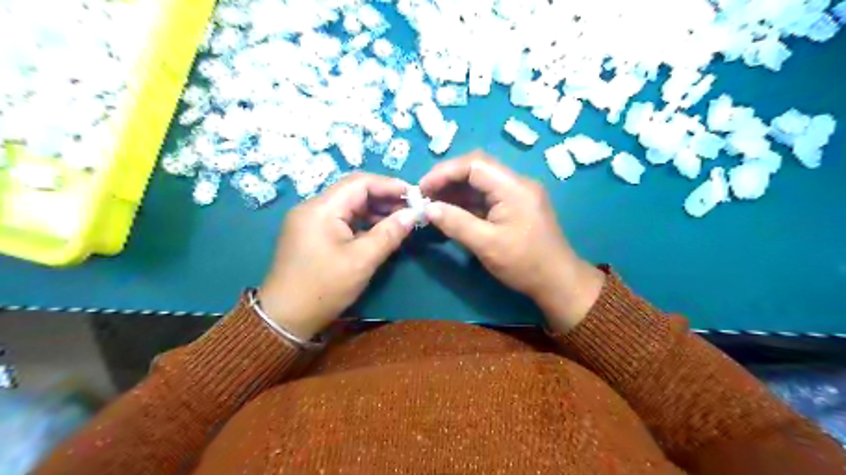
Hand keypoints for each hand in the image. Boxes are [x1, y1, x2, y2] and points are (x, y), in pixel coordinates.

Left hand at [257, 172, 414, 338]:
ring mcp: (310, 220)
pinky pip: (341, 219)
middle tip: (411, 209)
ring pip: (348, 205)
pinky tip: (380, 230)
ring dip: (375, 210)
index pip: (359, 183)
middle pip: (353, 191)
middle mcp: (313, 207)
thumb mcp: (362, 261)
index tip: (414, 194)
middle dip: (384, 197)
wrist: (284, 318)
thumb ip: (389, 233)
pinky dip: (362, 222)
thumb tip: (413, 214)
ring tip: (401, 220)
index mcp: (321, 208)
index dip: (389, 185)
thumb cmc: (324, 288)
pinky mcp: (311, 233)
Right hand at [419, 150, 605, 329]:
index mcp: (513, 187)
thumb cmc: (524, 264)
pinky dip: (467, 203)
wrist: (558, 282)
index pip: (474, 164)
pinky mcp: (516, 206)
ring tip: (432, 205)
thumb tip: (427, 208)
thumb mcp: (486, 245)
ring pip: (480, 182)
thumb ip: (456, 223)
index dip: (444, 172)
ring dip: (456, 191)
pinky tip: (450, 212)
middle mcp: (517, 183)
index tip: (422, 188)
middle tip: (425, 196)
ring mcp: (517, 194)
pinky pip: (487, 197)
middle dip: (448, 179)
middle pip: (477, 168)